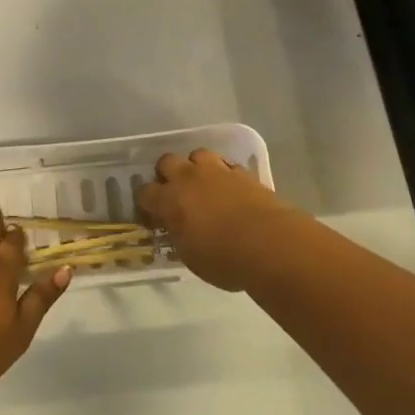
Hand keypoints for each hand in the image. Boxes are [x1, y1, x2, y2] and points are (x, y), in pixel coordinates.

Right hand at [138, 149, 306, 291]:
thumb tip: (177, 230)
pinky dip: (225, 175)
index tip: (153, 216)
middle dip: (168, 174)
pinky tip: (231, 190)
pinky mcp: (244, 173)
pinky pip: (227, 166)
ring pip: (198, 155)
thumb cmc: (223, 259)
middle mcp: (189, 178)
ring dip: (197, 168)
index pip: (145, 192)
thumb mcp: (190, 256)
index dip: (146, 203)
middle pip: (167, 161)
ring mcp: (217, 171)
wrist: (270, 244)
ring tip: (204, 186)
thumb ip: (179, 236)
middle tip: (176, 193)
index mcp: (169, 200)